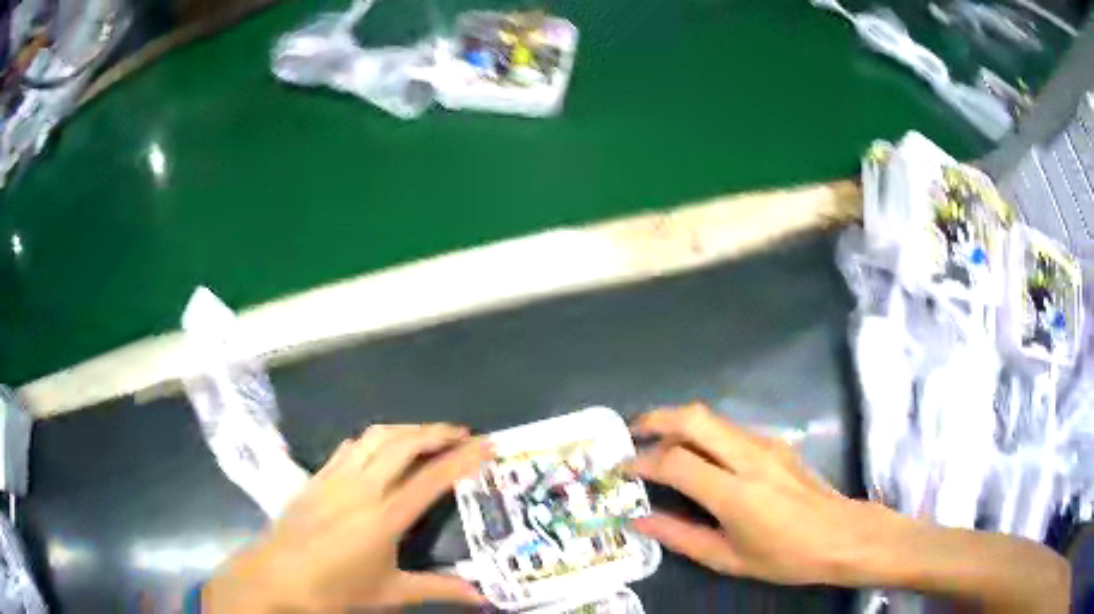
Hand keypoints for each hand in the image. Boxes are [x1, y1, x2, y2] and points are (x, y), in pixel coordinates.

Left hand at [205, 424, 492, 611]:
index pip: (431, 478)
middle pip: (404, 444)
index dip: (462, 459)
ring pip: (376, 436)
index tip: (487, 445)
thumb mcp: (390, 593)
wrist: (277, 576)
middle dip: (437, 432)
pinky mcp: (318, 475)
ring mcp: (336, 477)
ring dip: (406, 429)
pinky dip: (375, 438)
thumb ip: (438, 589)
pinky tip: (381, 446)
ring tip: (428, 434)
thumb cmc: (335, 588)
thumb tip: (483, 596)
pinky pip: (351, 445)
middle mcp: (362, 487)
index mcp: (384, 517)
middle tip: (462, 434)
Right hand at [627, 403, 886, 585]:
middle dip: (657, 418)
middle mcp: (750, 458)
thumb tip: (641, 520)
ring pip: (713, 417)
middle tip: (632, 432)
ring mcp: (766, 445)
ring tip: (657, 441)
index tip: (623, 469)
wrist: (841, 535)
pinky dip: (703, 432)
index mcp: (736, 494)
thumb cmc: (785, 557)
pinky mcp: (776, 443)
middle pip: (695, 418)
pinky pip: (730, 428)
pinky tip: (697, 454)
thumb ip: (681, 537)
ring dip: (679, 423)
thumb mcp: (728, 559)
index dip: (643, 462)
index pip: (677, 462)